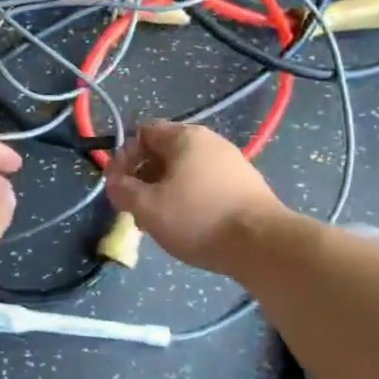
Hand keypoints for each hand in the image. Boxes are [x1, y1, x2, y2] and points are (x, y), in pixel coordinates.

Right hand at [104, 120, 284, 272]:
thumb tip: (115, 183)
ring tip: (161, 222)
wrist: (263, 245)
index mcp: (185, 137)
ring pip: (185, 171)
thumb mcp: (147, 206)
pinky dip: (191, 200)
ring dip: (166, 192)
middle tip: (137, 208)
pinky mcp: (246, 186)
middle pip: (164, 152)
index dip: (124, 157)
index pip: (143, 133)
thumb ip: (121, 190)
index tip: (119, 187)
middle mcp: (210, 142)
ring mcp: (232, 163)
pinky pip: (206, 185)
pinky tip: (190, 226)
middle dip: (144, 178)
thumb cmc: (198, 218)